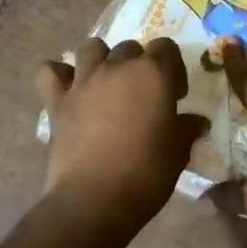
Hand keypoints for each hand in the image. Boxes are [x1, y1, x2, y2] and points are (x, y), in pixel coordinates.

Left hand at [36, 36, 205, 231]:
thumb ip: (187, 129)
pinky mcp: (57, 101)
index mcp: (153, 74)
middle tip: (143, 96)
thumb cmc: (146, 174)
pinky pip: (50, 71)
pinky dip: (58, 74)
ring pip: (91, 48)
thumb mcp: (178, 152)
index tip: (175, 95)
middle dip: (139, 65)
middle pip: (130, 48)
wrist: (94, 200)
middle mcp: (117, 68)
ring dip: (101, 59)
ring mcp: (84, 81)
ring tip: (107, 84)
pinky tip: (68, 89)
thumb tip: (196, 122)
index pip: (166, 47)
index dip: (173, 68)